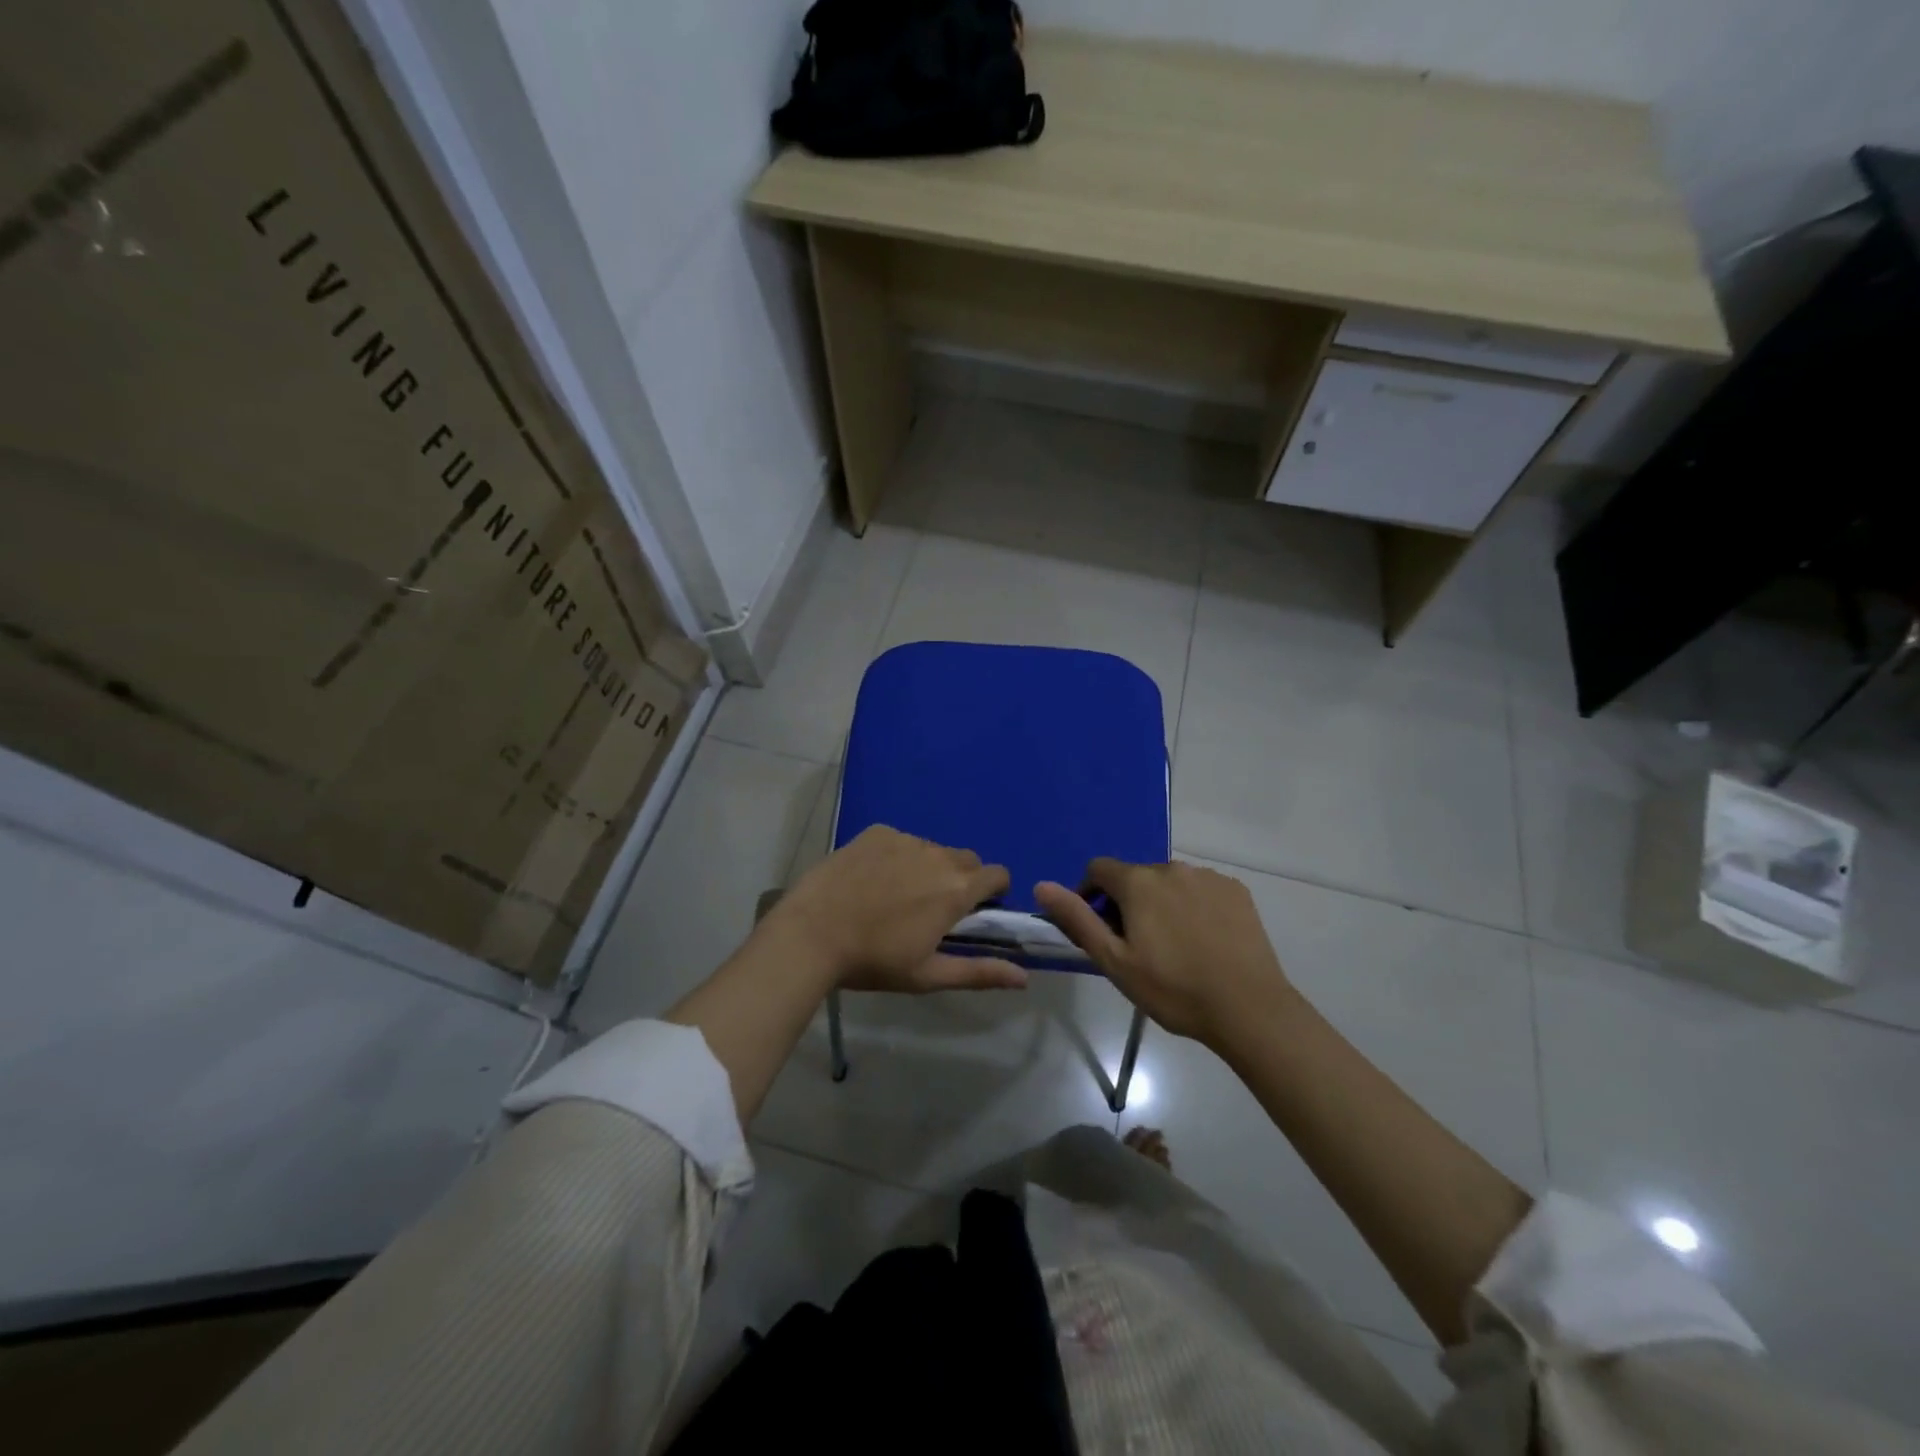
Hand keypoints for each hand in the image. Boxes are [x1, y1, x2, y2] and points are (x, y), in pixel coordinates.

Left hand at [767, 826, 1027, 993]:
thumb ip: (979, 972)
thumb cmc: (874, 961)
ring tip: (895, 895)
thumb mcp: (928, 974)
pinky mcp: (876, 832)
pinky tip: (871, 879)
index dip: (993, 891)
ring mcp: (905, 839)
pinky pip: (900, 840)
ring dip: (927, 867)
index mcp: (956, 889)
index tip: (976, 911)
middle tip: (933, 908)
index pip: (998, 874)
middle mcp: (938, 855)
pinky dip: (896, 856)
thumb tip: (1024, 978)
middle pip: (966, 859)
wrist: (811, 934)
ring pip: (932, 849)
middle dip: (961, 879)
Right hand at [1035, 859, 1292, 1047]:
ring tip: (1173, 945)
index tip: (1099, 928)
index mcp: (1138, 882)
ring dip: (1161, 902)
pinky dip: (1193, 905)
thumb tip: (1042, 886)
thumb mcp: (1114, 961)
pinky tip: (1203, 940)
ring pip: (1170, 882)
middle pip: (1135, 876)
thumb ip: (1077, 919)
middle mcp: (1172, 867)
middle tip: (1136, 945)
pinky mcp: (1236, 891)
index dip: (1090, 894)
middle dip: (1128, 901)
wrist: (1249, 1008)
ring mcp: (1208, 876)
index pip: (1098, 869)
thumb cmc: (1173, 989)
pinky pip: (1201, 889)